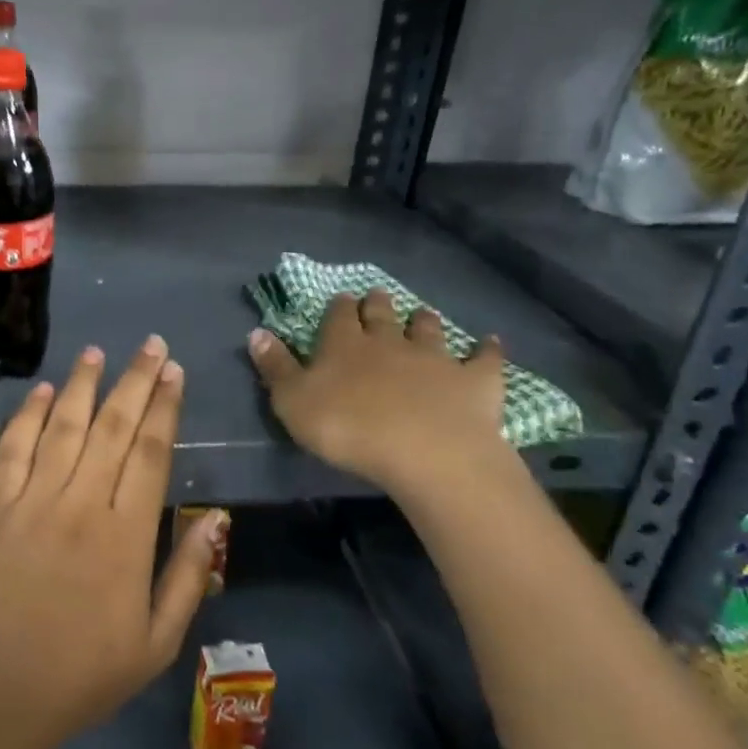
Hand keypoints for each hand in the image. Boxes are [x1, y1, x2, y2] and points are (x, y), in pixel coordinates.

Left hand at [0, 336, 224, 748]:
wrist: (1, 692)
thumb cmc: (87, 672)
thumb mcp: (158, 641)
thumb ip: (188, 576)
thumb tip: (215, 518)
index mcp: (126, 536)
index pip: (151, 453)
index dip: (165, 407)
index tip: (173, 372)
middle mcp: (81, 505)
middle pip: (114, 427)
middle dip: (135, 380)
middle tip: (150, 345)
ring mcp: (32, 501)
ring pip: (63, 426)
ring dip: (83, 384)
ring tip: (98, 352)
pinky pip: (13, 449)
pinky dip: (28, 415)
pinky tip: (43, 390)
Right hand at [247, 295, 510, 501]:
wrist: (426, 452)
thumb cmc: (348, 428)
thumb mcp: (293, 402)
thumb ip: (275, 367)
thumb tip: (256, 332)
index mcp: (344, 345)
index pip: (339, 317)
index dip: (338, 308)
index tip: (340, 300)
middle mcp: (389, 342)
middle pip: (382, 314)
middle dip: (377, 304)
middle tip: (377, 297)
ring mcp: (435, 358)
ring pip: (428, 329)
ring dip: (424, 320)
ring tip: (423, 314)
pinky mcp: (474, 380)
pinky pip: (484, 358)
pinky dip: (487, 349)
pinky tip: (491, 342)